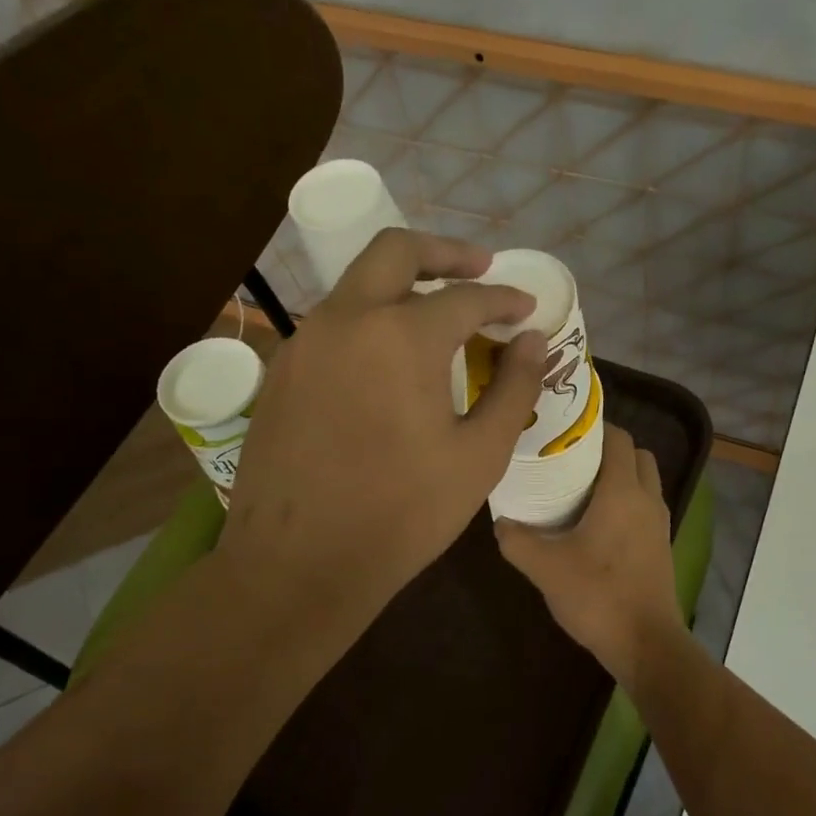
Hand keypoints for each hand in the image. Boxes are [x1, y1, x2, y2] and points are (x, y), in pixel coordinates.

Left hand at [218, 229, 543, 632]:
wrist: (298, 564)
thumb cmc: (402, 514)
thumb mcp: (479, 456)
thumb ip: (514, 388)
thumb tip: (534, 341)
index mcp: (402, 336)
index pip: (467, 297)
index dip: (505, 299)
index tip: (527, 309)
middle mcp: (346, 319)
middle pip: (395, 251)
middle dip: (445, 253)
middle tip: (479, 269)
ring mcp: (304, 342)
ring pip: (357, 284)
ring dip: (403, 285)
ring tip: (439, 315)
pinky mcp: (282, 372)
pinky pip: (333, 324)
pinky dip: (370, 320)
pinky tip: (389, 361)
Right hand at [495, 426, 683, 682]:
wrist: (645, 642)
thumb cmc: (597, 596)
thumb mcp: (545, 568)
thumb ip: (517, 540)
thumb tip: (500, 521)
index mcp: (623, 492)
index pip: (619, 438)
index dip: (594, 427)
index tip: (563, 431)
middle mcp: (647, 499)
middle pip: (637, 455)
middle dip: (609, 450)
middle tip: (572, 459)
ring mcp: (659, 523)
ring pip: (645, 481)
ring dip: (620, 476)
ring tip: (580, 488)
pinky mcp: (661, 545)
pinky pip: (645, 506)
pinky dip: (627, 501)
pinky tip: (596, 523)